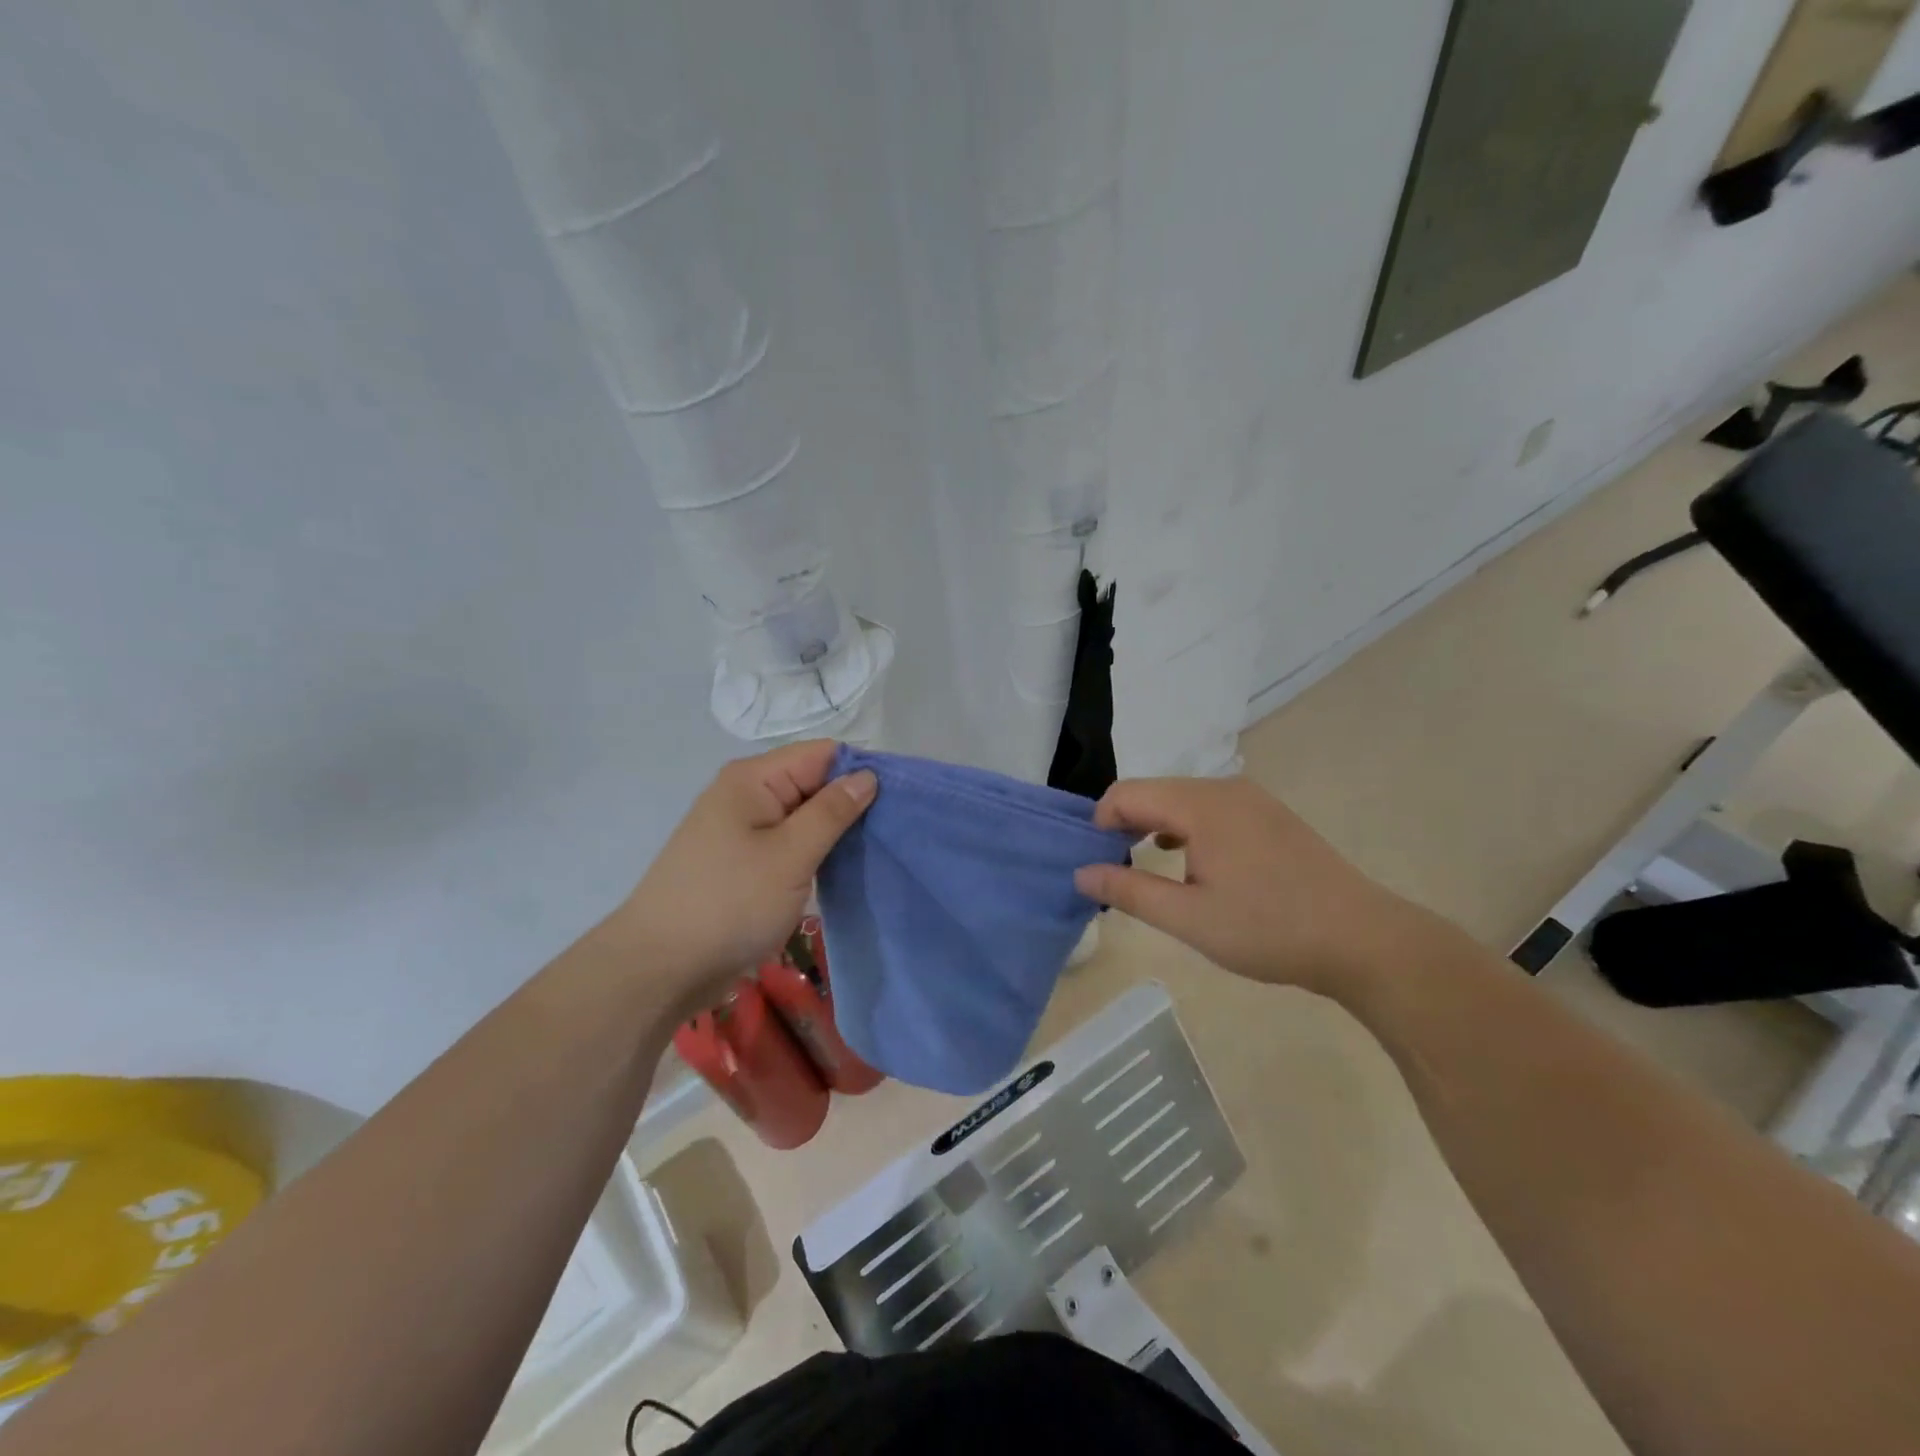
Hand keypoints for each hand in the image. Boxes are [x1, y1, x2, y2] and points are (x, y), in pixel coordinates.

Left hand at [613, 741, 875, 1004]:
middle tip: (893, 833)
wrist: (660, 968)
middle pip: (813, 782)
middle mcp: (746, 794)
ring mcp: (741, 829)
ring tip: (876, 851)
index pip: (823, 754)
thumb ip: (831, 812)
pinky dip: (814, 852)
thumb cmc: (729, 904)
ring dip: (834, 832)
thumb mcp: (790, 856)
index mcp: (753, 778)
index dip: (861, 771)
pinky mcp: (742, 861)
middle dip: (851, 803)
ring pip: (803, 816)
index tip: (900, 801)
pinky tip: (841, 870)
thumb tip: (867, 775)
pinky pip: (788, 843)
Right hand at [1074, 777, 1426, 997]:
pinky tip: (1191, 862)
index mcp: (1200, 805)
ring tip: (1148, 867)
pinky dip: (1187, 829)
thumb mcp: (1188, 919)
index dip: (1099, 823)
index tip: (1096, 863)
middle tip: (1117, 870)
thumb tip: (1081, 872)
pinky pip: (1211, 809)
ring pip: (1182, 800)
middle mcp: (1224, 788)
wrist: (1362, 940)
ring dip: (1155, 827)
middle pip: (1154, 792)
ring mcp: (1252, 799)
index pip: (1126, 793)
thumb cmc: (1268, 929)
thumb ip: (1128, 891)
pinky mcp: (1270, 815)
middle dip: (1125, 824)